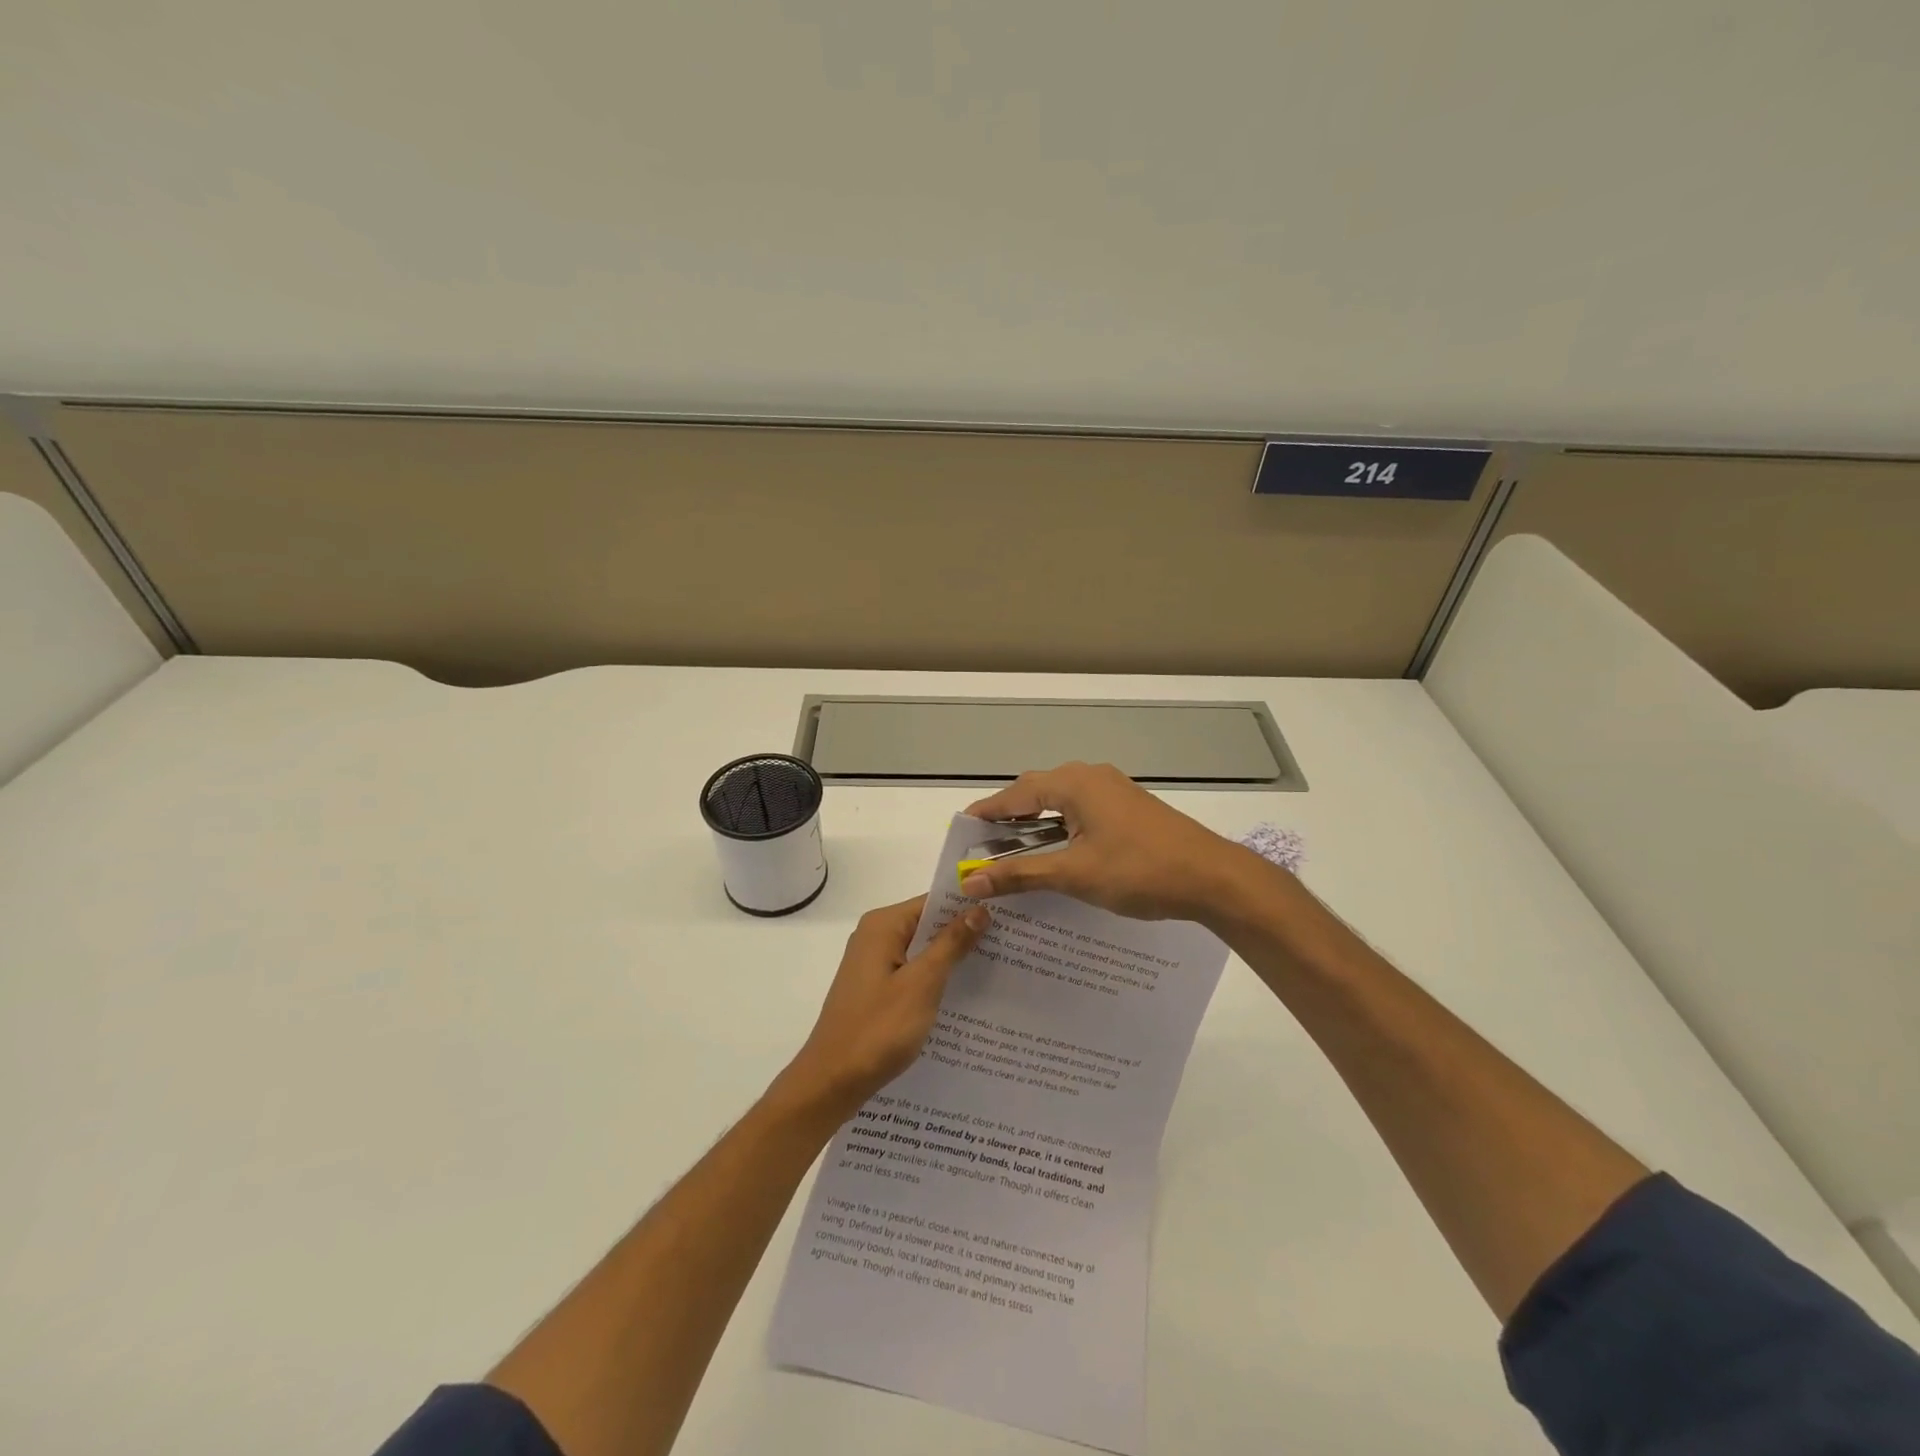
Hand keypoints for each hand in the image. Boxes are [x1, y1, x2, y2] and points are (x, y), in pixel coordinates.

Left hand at [779, 896, 988, 1118]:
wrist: (831, 1082)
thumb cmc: (878, 1029)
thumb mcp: (922, 984)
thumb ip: (951, 944)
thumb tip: (979, 909)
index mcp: (883, 925)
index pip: (933, 902)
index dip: (968, 907)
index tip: (1006, 915)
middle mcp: (875, 936)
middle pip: (927, 925)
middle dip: (964, 933)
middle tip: (1010, 942)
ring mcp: (872, 964)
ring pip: (921, 951)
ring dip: (951, 959)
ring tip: (997, 966)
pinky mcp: (875, 989)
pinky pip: (912, 972)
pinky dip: (934, 979)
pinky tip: (963, 995)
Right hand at [960, 762, 1252, 921]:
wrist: (1213, 878)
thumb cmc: (1140, 870)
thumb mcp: (1074, 874)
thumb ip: (1019, 875)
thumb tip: (969, 881)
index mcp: (1075, 784)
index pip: (1016, 793)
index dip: (986, 812)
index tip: (960, 830)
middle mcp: (1092, 778)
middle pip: (1037, 793)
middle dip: (1008, 818)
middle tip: (982, 846)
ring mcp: (1114, 792)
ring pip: (1061, 803)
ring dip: (1035, 826)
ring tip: (1011, 853)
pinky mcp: (1129, 809)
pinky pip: (1081, 812)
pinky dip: (1060, 830)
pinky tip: (1055, 855)